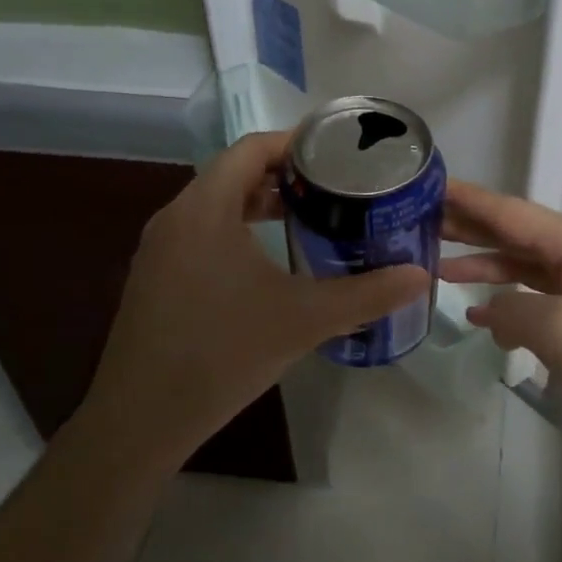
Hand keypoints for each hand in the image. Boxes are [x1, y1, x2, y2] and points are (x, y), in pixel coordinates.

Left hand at [92, 132, 430, 465]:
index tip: (338, 153)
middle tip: (333, 188)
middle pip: (233, 173)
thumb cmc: (223, 353)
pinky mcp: (154, 277)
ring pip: (215, 205)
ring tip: (309, 217)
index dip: (296, 143)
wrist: (141, 419)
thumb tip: (420, 275)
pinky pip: (201, 233)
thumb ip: (366, 294)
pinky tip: (268, 263)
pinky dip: (237, 230)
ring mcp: (159, 249)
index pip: (251, 148)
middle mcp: (175, 217)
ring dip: (259, 203)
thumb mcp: (305, 320)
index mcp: (205, 209)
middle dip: (284, 175)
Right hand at [441, 183, 561, 461]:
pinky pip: (540, 295)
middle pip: (514, 232)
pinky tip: (482, 311)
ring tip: (436, 265)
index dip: (466, 199)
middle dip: (468, 227)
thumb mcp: (560, 332)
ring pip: (525, 264)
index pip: (508, 211)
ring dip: (484, 264)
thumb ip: (512, 310)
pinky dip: (509, 298)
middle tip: (416, 222)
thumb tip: (490, 309)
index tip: (424, 185)